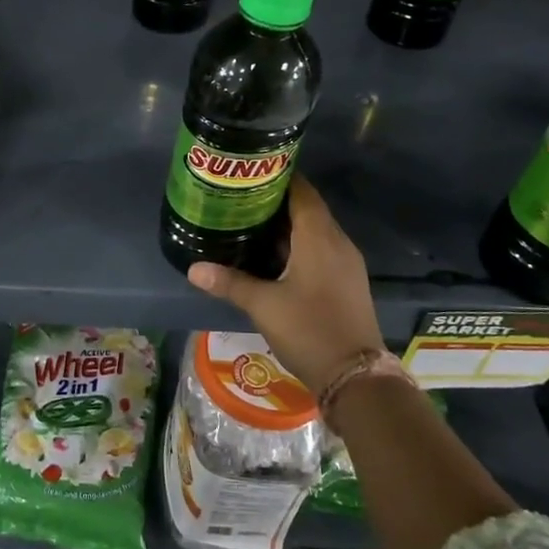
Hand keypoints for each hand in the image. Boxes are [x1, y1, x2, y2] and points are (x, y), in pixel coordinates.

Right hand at [186, 176, 384, 394]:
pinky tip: (275, 256)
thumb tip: (193, 269)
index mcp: (318, 237)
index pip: (302, 191)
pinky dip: (299, 244)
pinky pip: (322, 248)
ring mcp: (346, 262)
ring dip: (288, 225)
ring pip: (316, 230)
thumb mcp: (263, 305)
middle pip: (308, 208)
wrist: (355, 376)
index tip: (251, 173)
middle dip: (277, 201)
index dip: (279, 177)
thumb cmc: (308, 330)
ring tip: (251, 223)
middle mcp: (337, 242)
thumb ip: (229, 282)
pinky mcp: (347, 281)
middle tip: (241, 198)